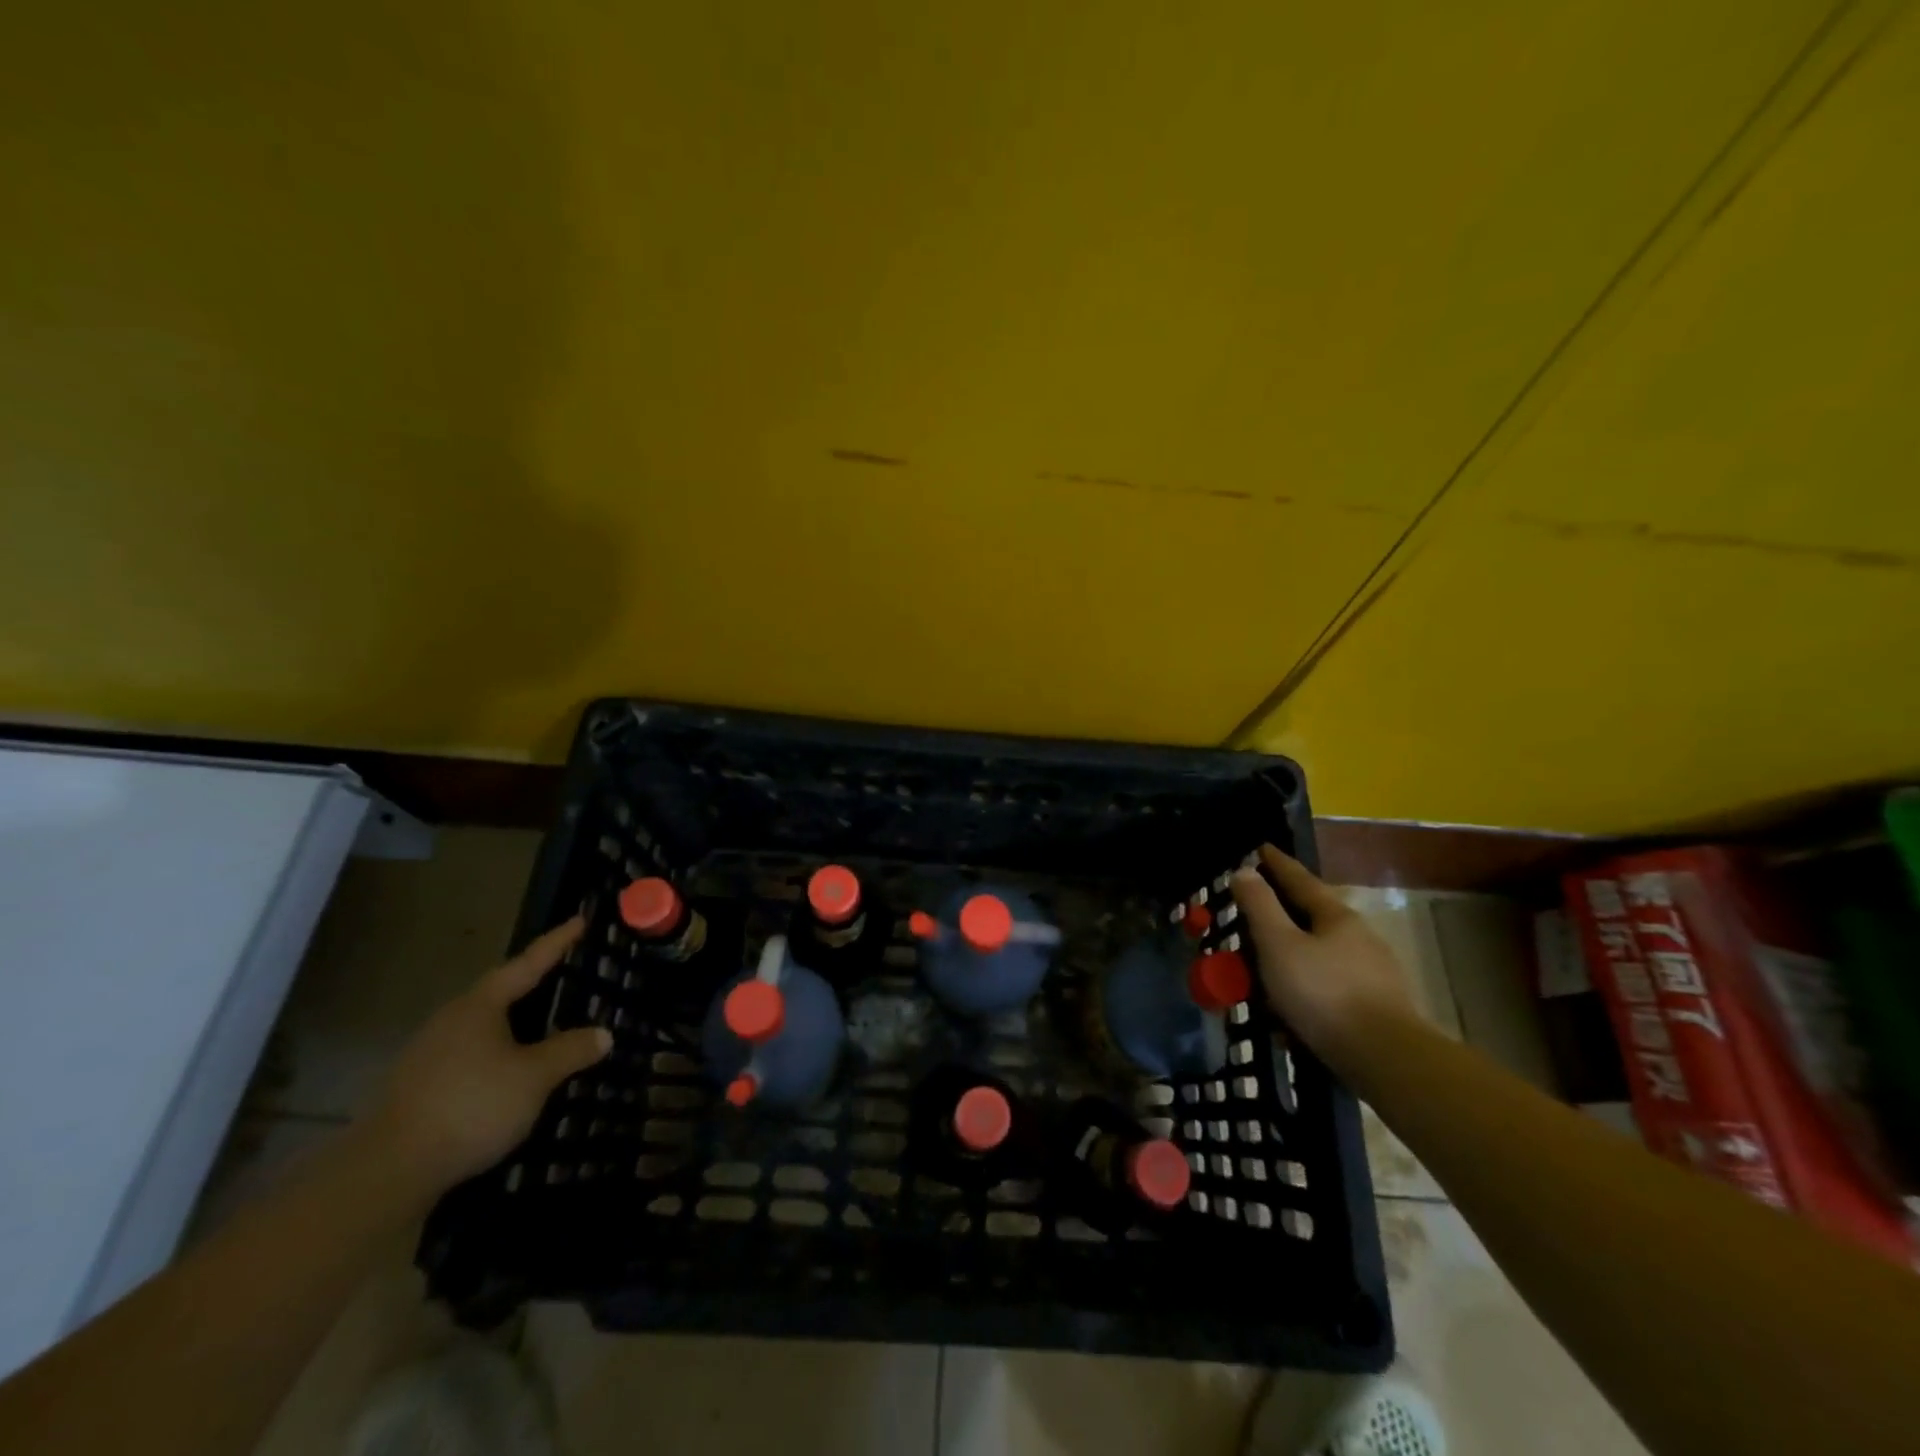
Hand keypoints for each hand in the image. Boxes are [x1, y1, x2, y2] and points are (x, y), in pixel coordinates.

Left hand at [361, 915, 611, 1196]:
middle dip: (531, 984)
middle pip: (499, 993)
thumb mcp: (534, 1077)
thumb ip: (570, 1051)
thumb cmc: (470, 1106)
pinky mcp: (417, 1089)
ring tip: (542, 1029)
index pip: (528, 964)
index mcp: (479, 1006)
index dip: (557, 943)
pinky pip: (469, 1058)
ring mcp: (428, 1055)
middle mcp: (451, 1021)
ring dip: (513, 1026)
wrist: (385, 1172)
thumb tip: (603, 1034)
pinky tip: (508, 1076)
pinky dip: (495, 1058)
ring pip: (482, 1029)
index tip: (580, 920)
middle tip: (563, 974)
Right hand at [1230, 845, 1416, 1061]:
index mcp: (1336, 917)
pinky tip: (1289, 1015)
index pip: (1300, 879)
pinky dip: (1306, 991)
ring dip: (1292, 958)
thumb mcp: (1279, 945)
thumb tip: (1245, 871)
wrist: (1387, 1061)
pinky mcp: (1376, 1007)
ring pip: (1321, 955)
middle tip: (1253, 915)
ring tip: (1264, 973)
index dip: (1277, 863)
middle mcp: (1359, 938)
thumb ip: (1260, 907)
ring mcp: (1372, 973)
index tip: (1261, 847)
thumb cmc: (1324, 994)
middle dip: (1282, 915)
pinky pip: (1329, 988)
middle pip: (1313, 917)